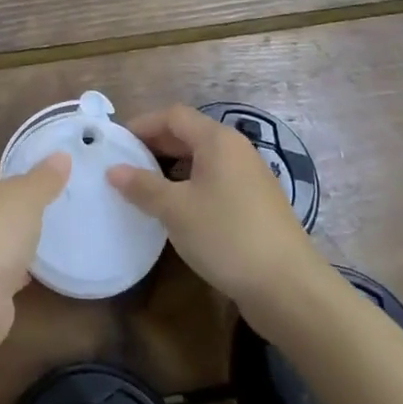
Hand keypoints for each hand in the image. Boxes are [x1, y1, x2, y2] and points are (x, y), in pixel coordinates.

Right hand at [107, 104, 316, 318]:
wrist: (289, 287)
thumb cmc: (227, 236)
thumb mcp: (175, 210)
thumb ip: (142, 186)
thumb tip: (113, 170)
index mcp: (217, 140)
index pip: (173, 116)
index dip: (143, 124)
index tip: (116, 143)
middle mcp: (236, 149)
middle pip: (189, 133)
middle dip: (155, 145)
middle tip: (125, 164)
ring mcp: (250, 176)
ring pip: (203, 159)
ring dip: (172, 167)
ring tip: (145, 187)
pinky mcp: (257, 202)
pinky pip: (215, 180)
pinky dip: (191, 185)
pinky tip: (177, 209)